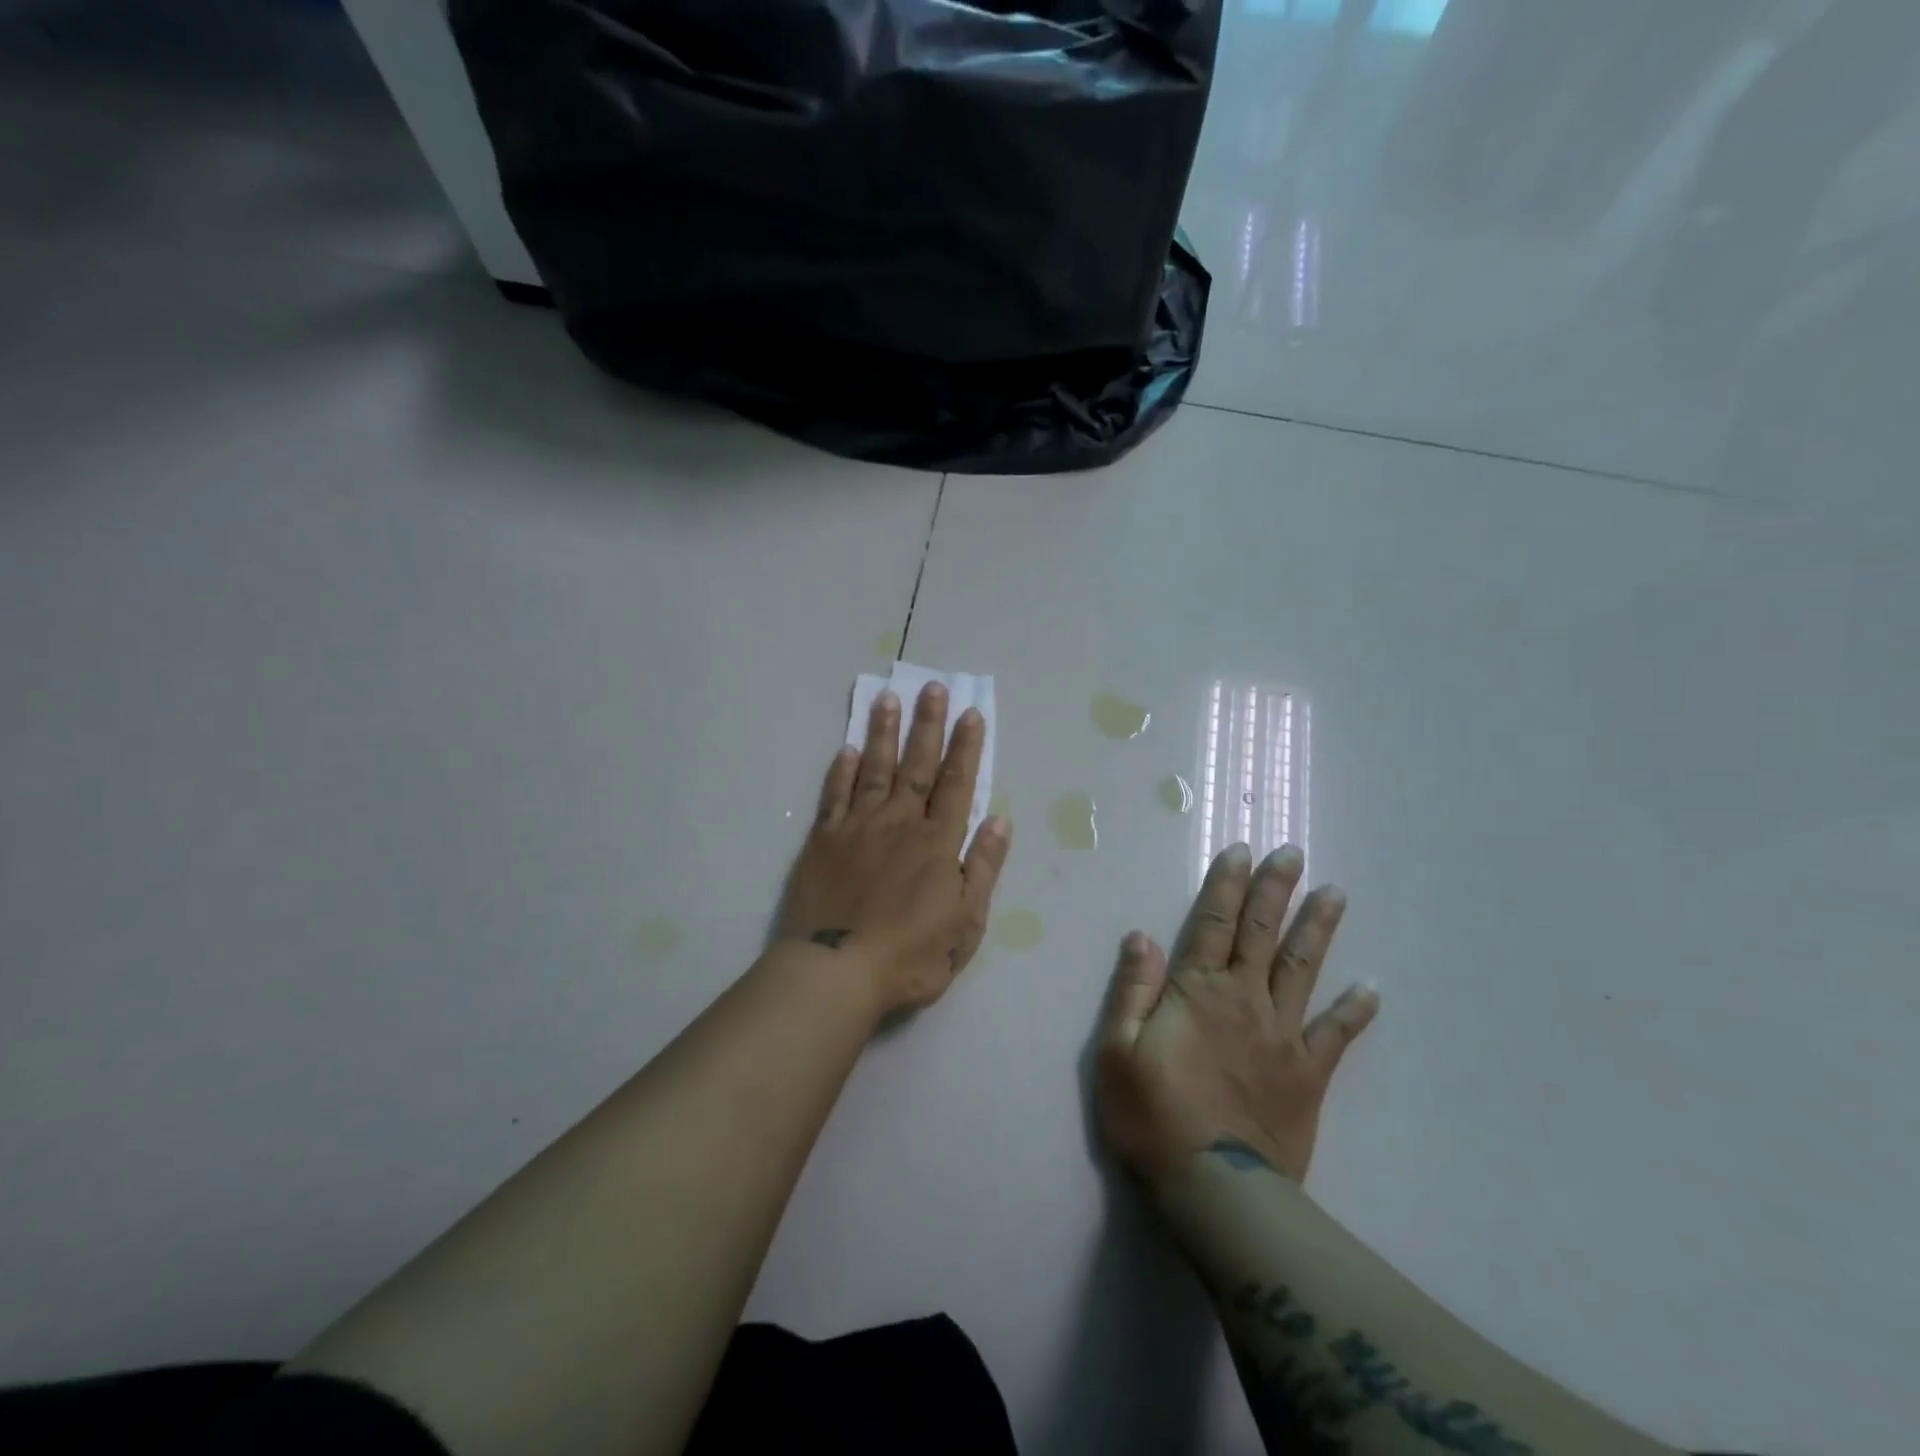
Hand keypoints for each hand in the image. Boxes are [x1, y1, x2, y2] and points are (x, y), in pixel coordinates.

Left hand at [776, 683, 1010, 1019]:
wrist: (837, 972)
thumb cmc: (911, 955)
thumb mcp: (966, 923)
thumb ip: (983, 868)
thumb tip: (1000, 820)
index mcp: (937, 843)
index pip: (957, 784)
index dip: (966, 748)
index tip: (971, 713)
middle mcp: (899, 823)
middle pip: (917, 765)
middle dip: (927, 725)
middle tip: (932, 687)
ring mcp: (858, 827)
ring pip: (874, 769)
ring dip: (883, 733)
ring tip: (887, 699)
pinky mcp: (824, 840)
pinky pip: (835, 796)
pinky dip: (841, 770)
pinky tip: (846, 749)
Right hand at [1093, 843, 1378, 1187]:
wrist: (1215, 1188)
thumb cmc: (1152, 1116)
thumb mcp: (1116, 1050)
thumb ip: (1132, 989)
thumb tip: (1141, 935)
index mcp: (1197, 991)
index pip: (1213, 923)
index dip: (1226, 885)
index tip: (1242, 850)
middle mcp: (1244, 999)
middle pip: (1262, 933)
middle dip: (1275, 889)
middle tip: (1293, 852)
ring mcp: (1282, 1034)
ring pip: (1303, 968)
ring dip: (1318, 928)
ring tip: (1335, 893)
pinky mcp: (1308, 1073)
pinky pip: (1336, 1035)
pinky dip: (1355, 1010)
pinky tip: (1372, 988)